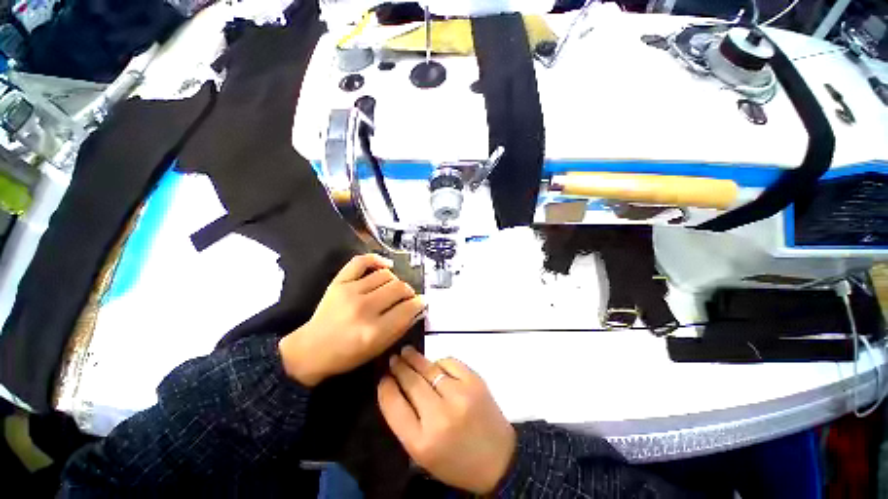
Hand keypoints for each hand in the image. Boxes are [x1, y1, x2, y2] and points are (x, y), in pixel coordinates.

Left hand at [279, 254, 423, 386]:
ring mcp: (350, 291)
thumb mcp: (378, 349)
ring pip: (386, 275)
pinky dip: (377, 259)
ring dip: (395, 281)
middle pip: (399, 288)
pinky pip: (362, 261)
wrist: (311, 350)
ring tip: (393, 288)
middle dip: (409, 292)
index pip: (407, 308)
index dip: (419, 303)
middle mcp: (364, 308)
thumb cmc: (348, 355)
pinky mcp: (339, 282)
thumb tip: (418, 308)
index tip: (422, 302)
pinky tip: (387, 265)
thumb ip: (401, 327)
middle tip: (408, 297)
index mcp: (374, 331)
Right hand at [378, 346, 515, 494]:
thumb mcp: (423, 453)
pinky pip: (449, 362)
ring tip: (406, 352)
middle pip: (411, 382)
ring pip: (429, 368)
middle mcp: (440, 416)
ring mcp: (459, 395)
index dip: (386, 388)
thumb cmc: (455, 460)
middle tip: (393, 359)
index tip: (383, 378)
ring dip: (415, 359)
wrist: (498, 459)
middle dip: (399, 367)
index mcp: (422, 442)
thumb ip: (406, 422)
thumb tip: (395, 387)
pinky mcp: (474, 381)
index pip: (394, 406)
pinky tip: (435, 365)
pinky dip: (439, 362)